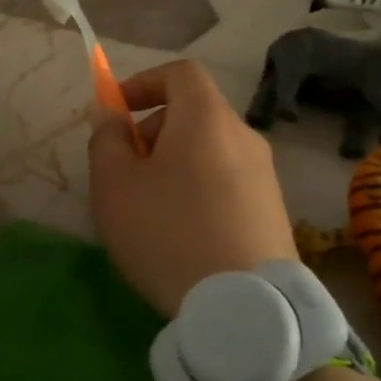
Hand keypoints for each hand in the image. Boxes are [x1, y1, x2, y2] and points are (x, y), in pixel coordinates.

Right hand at [89, 59, 298, 316]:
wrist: (246, 308)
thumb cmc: (168, 231)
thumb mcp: (114, 184)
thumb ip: (106, 138)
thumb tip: (109, 113)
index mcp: (207, 117)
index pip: (181, 72)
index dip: (144, 82)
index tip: (118, 111)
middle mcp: (244, 136)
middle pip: (195, 112)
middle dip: (153, 129)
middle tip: (127, 169)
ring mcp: (266, 176)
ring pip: (210, 150)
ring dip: (175, 163)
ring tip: (150, 208)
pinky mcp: (274, 213)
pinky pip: (227, 182)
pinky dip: (199, 189)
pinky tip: (182, 234)